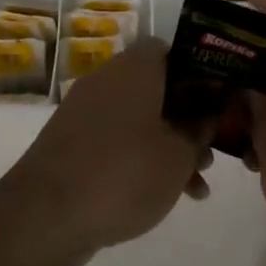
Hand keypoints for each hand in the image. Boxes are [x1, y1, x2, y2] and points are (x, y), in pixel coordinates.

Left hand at [0, 38, 212, 265]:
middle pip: (159, 88)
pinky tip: (164, 195)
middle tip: (212, 151)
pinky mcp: (73, 144)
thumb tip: (207, 113)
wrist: (45, 215)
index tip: (221, 103)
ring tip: (196, 185)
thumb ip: (200, 130)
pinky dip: (142, 160)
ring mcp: (86, 112)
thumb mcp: (178, 154)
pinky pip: (118, 141)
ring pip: (141, 118)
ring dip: (170, 145)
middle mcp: (108, 79)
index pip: (173, 50)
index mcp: (135, 67)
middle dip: (190, 119)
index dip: (201, 73)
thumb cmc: (123, 172)